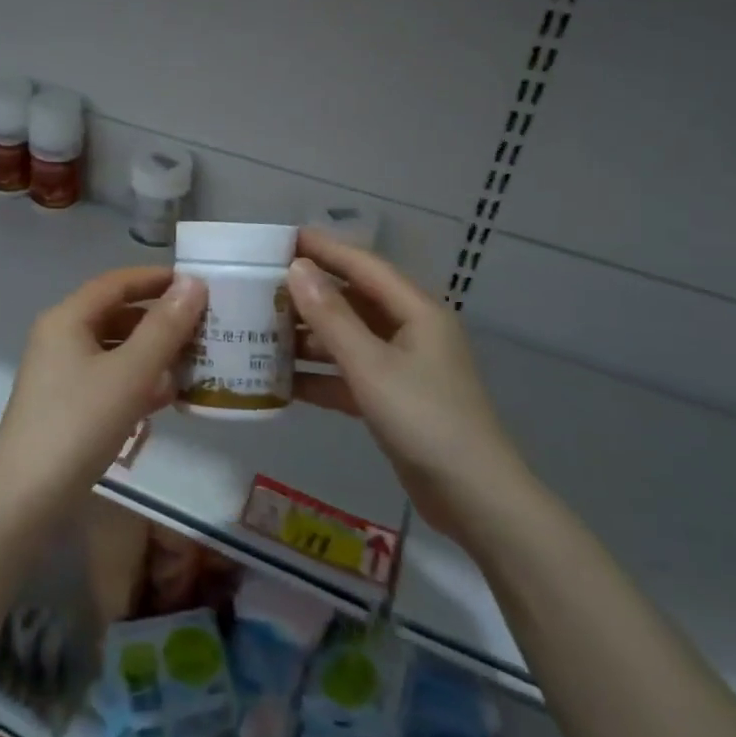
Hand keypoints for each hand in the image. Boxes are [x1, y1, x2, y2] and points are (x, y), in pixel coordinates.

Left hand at [0, 267, 206, 519]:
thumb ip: (165, 327)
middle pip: (116, 314)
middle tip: (203, 327)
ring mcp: (60, 371)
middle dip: (159, 319)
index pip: (117, 282)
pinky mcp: (66, 402)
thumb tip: (193, 283)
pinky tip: (166, 396)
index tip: (198, 285)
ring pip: (114, 348)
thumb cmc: (79, 423)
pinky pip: (108, 377)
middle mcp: (60, 336)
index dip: (157, 279)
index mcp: (67, 318)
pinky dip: (137, 379)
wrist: (28, 496)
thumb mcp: (130, 373)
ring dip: (152, 352)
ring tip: (193, 362)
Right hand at [288, 229, 529, 539]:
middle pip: (354, 300)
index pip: (363, 266)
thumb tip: (297, 269)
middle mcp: (410, 331)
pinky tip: (281, 381)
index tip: (281, 238)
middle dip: (310, 293)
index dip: (324, 248)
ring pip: (348, 339)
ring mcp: (402, 366)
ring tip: (261, 331)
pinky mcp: (393, 399)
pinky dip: (320, 375)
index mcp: (416, 311)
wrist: (474, 498)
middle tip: (261, 286)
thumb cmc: (424, 419)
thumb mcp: (371, 365)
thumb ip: (331, 317)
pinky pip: (349, 374)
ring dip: (310, 337)